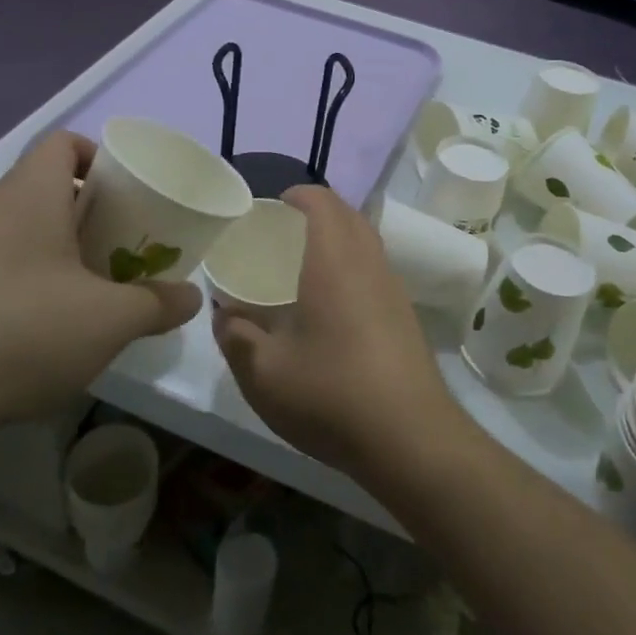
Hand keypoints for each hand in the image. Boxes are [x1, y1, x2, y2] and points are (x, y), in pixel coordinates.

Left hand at [0, 132, 201, 454]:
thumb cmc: (22, 330)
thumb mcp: (109, 320)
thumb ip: (157, 304)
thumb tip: (191, 297)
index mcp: (29, 195)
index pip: (62, 143)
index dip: (98, 156)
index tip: (127, 193)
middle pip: (45, 189)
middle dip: (89, 214)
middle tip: (123, 247)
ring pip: (20, 232)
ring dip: (58, 252)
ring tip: (91, 291)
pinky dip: (26, 284)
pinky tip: (42, 330)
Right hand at [214, 186, 462, 474]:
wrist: (411, 440)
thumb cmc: (331, 395)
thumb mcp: (263, 373)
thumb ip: (235, 336)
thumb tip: (224, 314)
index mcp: (335, 262)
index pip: (322, 202)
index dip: (298, 194)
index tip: (271, 207)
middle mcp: (369, 265)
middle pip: (349, 216)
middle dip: (317, 213)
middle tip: (281, 235)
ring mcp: (394, 291)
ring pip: (367, 244)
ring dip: (338, 240)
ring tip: (302, 267)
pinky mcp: (406, 317)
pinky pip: (376, 271)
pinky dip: (353, 268)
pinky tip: (331, 307)